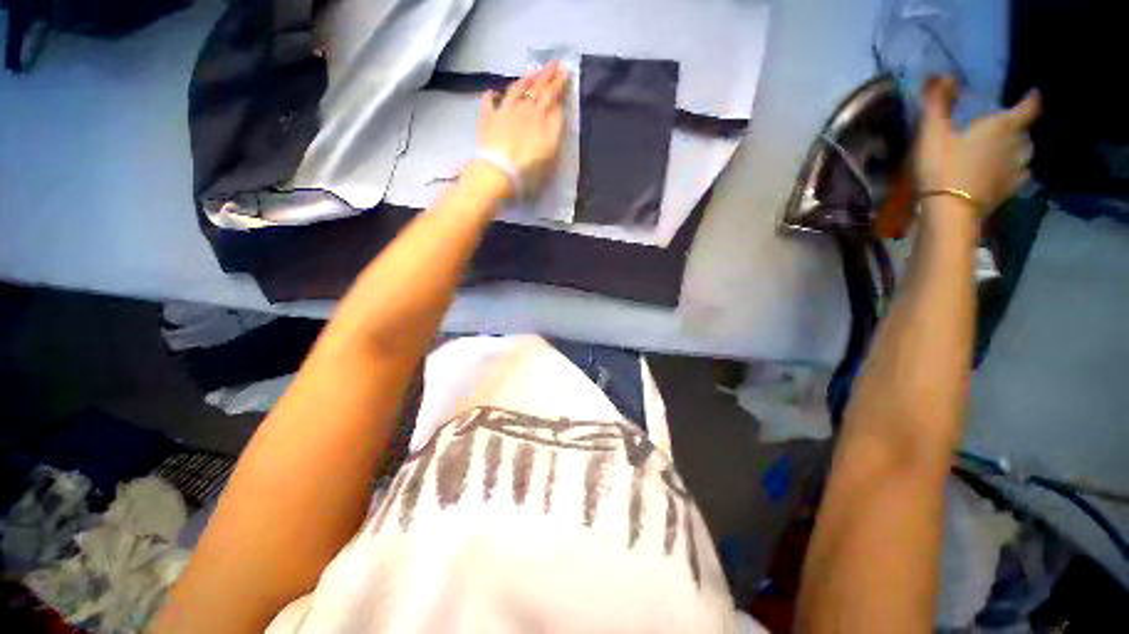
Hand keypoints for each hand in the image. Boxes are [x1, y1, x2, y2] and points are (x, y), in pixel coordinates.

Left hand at [475, 63, 568, 198]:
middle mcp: (525, 109)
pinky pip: (489, 102)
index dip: (560, 85)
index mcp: (542, 118)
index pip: (554, 97)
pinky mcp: (488, 118)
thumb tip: (557, 110)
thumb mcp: (551, 153)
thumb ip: (555, 129)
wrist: (499, 173)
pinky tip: (494, 92)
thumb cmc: (529, 170)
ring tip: (533, 72)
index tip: (566, 73)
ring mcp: (505, 111)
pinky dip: (492, 95)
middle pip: (538, 89)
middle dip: (548, 75)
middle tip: (555, 63)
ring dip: (527, 79)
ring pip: (517, 89)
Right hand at [915, 76, 1040, 216]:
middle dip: (1018, 128)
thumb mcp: (932, 132)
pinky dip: (1015, 171)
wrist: (948, 211)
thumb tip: (941, 75)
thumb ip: (937, 103)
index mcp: (1003, 126)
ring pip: (1025, 153)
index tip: (1034, 92)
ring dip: (1017, 149)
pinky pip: (1020, 176)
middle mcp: (1018, 146)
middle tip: (1005, 127)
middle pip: (1026, 132)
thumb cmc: (942, 167)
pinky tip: (1005, 175)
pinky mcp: (1010, 192)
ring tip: (1004, 151)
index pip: (1029, 106)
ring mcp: (1016, 171)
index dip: (1032, 98)